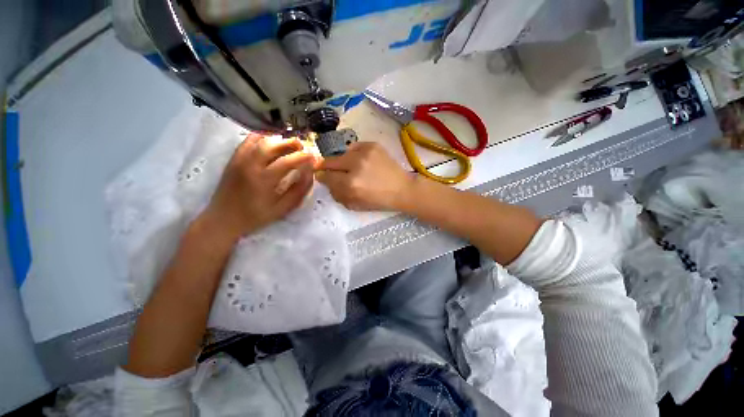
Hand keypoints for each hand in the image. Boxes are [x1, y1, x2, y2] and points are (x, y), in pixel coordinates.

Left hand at [204, 134, 315, 240]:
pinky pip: (248, 140)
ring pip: (261, 140)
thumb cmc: (256, 216)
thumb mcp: (282, 209)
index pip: (287, 161)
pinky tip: (272, 142)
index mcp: (263, 180)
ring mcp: (240, 159)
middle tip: (303, 148)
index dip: (303, 157)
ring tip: (290, 145)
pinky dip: (263, 137)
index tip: (314, 157)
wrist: (223, 218)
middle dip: (292, 143)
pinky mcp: (234, 158)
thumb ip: (298, 191)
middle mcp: (250, 165)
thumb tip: (310, 173)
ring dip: (279, 139)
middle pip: (273, 145)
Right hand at [316, 142, 413, 210]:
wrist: (402, 189)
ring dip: (342, 161)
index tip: (321, 176)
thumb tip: (324, 179)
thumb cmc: (379, 200)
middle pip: (330, 161)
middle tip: (330, 170)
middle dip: (327, 167)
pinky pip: (354, 147)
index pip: (326, 176)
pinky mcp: (373, 145)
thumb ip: (337, 193)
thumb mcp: (355, 204)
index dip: (322, 177)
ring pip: (342, 154)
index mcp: (351, 184)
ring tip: (351, 167)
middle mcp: (355, 165)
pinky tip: (361, 161)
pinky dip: (354, 154)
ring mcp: (365, 153)